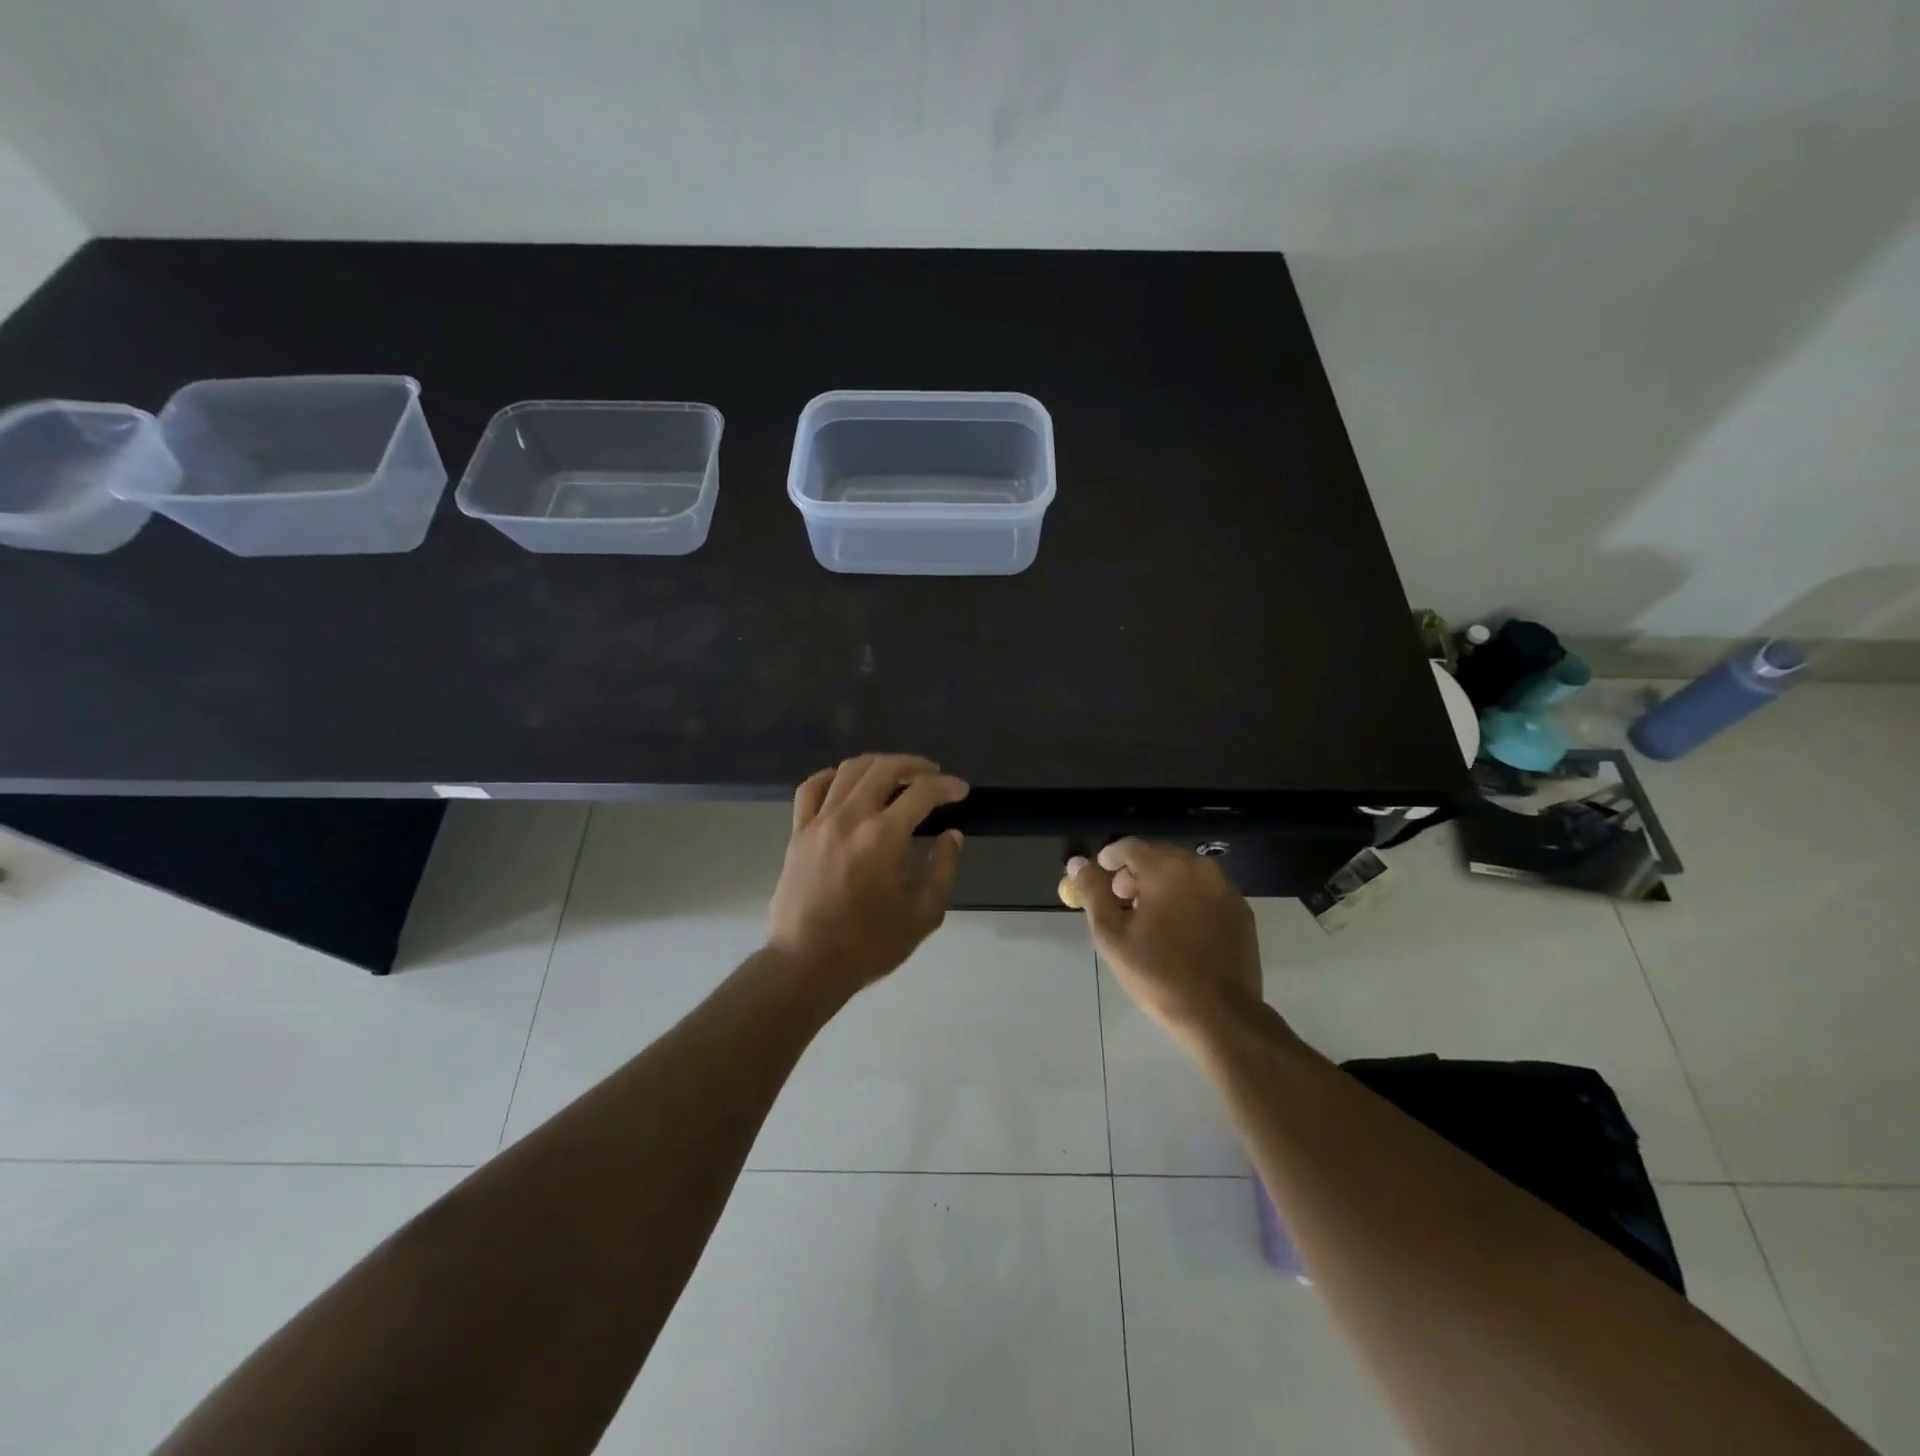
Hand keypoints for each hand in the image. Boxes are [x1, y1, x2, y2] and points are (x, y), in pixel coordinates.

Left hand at [767, 754, 967, 995]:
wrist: (806, 964)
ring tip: (896, 773)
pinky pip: (811, 789)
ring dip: (878, 764)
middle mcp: (850, 817)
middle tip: (933, 775)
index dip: (947, 787)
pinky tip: (845, 781)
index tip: (961, 790)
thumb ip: (942, 869)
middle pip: (884, 768)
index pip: (922, 793)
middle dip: (914, 765)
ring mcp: (819, 822)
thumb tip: (951, 836)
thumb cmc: (869, 944)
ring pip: (848, 771)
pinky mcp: (797, 833)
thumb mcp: (922, 914)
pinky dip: (832, 776)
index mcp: (884, 836)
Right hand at [1067, 838, 1266, 1050]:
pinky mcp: (1242, 911)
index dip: (1109, 858)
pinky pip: (1206, 892)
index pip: (1130, 846)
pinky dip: (1188, 899)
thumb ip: (1092, 892)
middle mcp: (1200, 868)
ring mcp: (1226, 889)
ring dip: (1163, 885)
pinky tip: (1180, 930)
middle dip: (1136, 872)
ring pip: (1184, 873)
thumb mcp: (1112, 934)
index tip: (1099, 878)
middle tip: (1121, 900)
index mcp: (1167, 868)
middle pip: (1159, 855)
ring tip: (1149, 917)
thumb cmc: (1158, 973)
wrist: (1220, 1015)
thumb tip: (1077, 863)